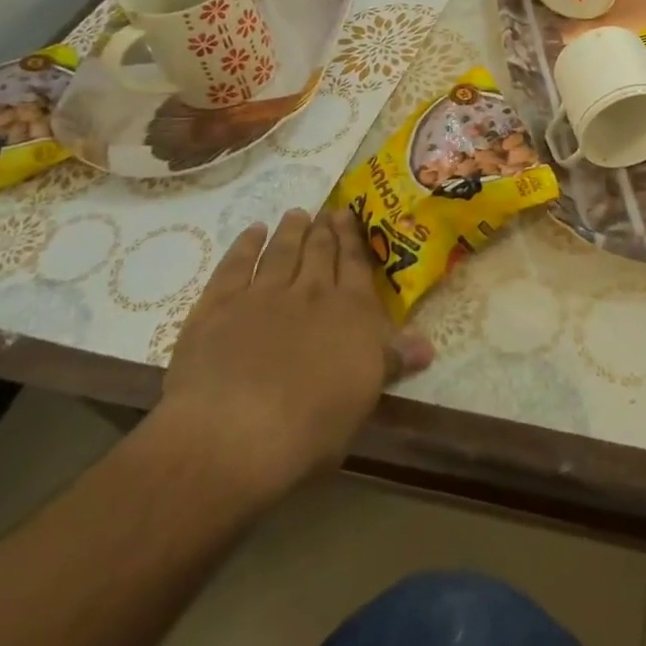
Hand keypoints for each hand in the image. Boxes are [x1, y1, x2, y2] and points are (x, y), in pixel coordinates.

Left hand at [151, 210, 432, 509]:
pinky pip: (235, 266)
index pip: (355, 265)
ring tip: (296, 214)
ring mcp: (262, 295)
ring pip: (281, 252)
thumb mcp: (364, 396)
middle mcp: (310, 292)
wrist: (235, 433)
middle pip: (319, 252)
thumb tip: (427, 345)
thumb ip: (391, 361)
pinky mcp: (218, 307)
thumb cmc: (311, 425)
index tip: (350, 216)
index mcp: (350, 312)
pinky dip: (245, 246)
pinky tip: (253, 233)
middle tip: (327, 211)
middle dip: (325, 230)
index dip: (353, 239)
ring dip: (290, 231)